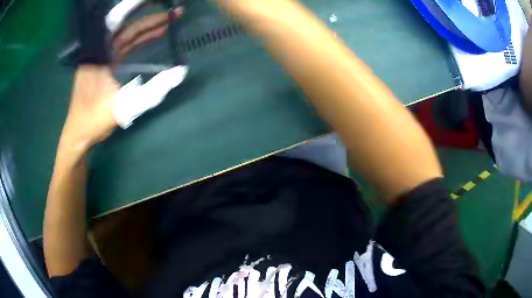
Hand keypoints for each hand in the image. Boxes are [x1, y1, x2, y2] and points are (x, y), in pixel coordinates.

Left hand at [60, 9, 183, 151]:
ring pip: (126, 36)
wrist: (79, 135)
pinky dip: (138, 41)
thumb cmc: (94, 121)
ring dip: (146, 29)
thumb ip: (152, 90)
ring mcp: (101, 58)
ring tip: (170, 22)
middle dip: (150, 18)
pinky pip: (123, 47)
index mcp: (97, 54)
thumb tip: (180, 72)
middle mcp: (98, 51)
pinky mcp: (104, 65)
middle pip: (126, 26)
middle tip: (174, 13)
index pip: (116, 20)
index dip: (133, 5)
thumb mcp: (124, 107)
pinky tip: (153, 38)